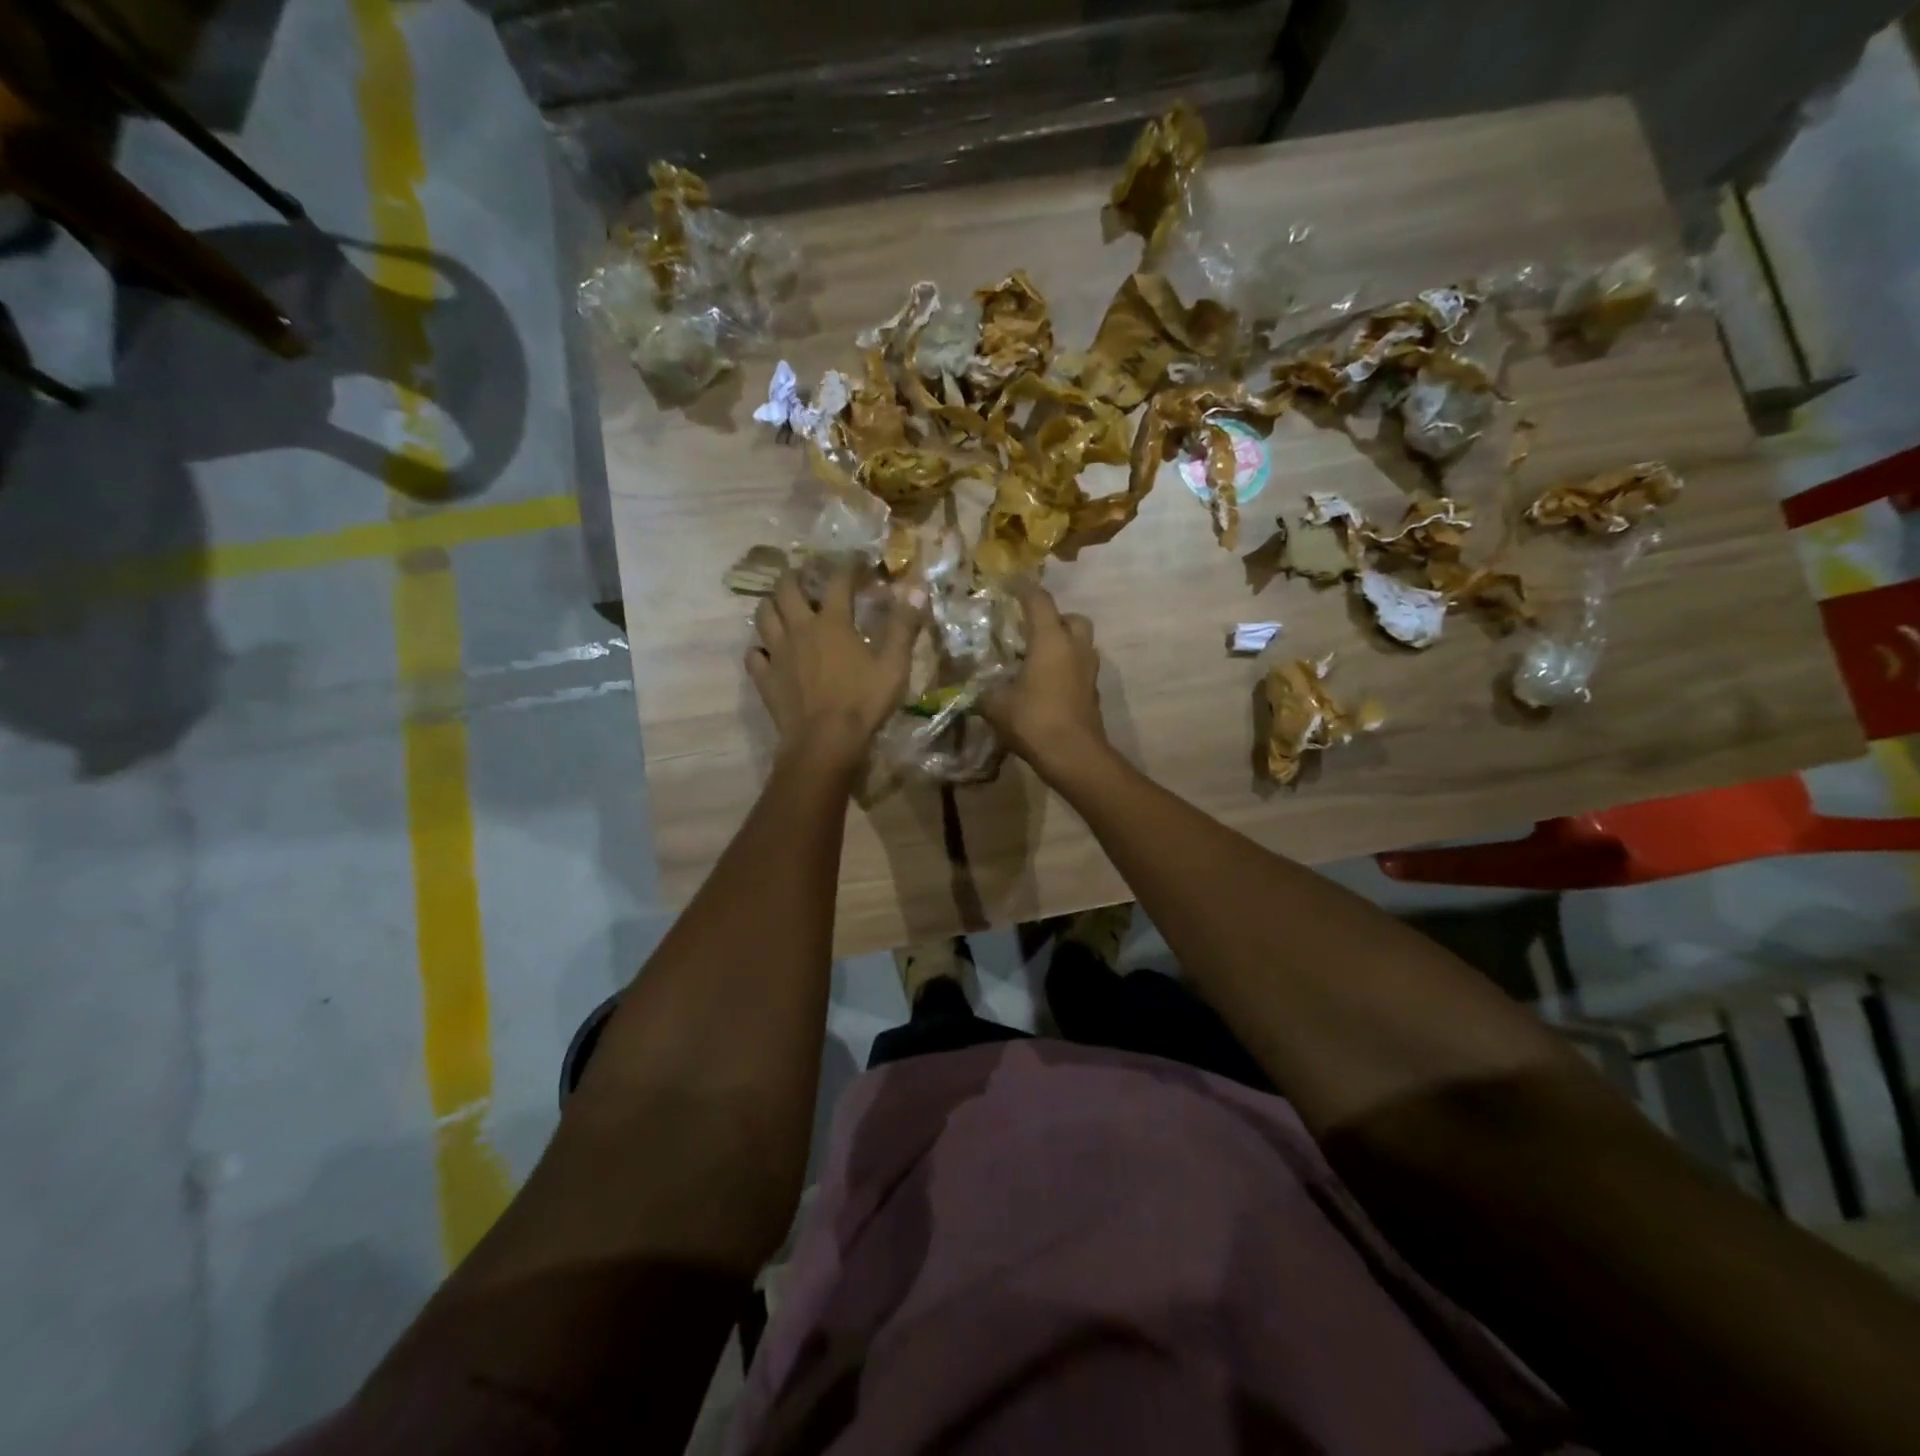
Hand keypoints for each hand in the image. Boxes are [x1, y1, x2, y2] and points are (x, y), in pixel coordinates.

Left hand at [747, 569, 924, 770]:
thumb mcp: (893, 665)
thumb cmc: (863, 703)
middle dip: (795, 577)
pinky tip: (767, 651)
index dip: (848, 567)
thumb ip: (903, 626)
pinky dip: (759, 648)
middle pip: (787, 590)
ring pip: (763, 615)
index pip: (838, 582)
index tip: (857, 562)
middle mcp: (799, 629)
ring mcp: (777, 653)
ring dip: (771, 605)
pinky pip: (753, 654)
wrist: (825, 742)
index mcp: (832, 623)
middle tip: (804, 576)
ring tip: (781, 606)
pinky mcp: (765, 678)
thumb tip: (915, 588)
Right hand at [981, 582, 1109, 778]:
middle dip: (1053, 618)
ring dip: (1062, 644)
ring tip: (1035, 658)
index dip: (1022, 588)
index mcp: (1051, 640)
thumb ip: (982, 690)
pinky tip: (1045, 684)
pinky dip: (1065, 668)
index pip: (1038, 601)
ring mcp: (1088, 671)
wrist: (1074, 756)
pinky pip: (1079, 668)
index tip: (1008, 582)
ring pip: (1080, 644)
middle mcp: (1075, 648)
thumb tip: (971, 688)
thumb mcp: (996, 705)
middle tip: (1030, 629)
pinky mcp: (1092, 693)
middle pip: (1072, 618)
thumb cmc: (1034, 721)